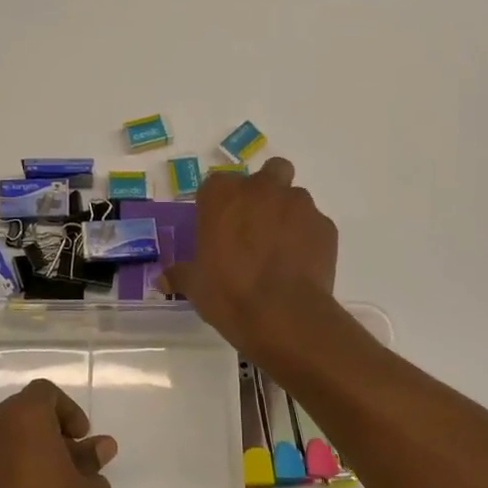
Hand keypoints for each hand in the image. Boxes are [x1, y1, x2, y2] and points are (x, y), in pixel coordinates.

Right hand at [164, 157, 339, 360]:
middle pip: (268, 172)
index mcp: (222, 195)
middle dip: (265, 191)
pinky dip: (308, 238)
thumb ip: (181, 274)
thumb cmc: (228, 293)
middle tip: (256, 224)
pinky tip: (299, 265)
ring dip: (288, 215)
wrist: (283, 315)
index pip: (217, 184)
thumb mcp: (195, 285)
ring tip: (281, 250)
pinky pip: (314, 225)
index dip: (219, 204)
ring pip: (295, 197)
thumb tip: (162, 279)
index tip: (218, 226)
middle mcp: (262, 189)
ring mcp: (298, 204)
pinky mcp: (325, 226)